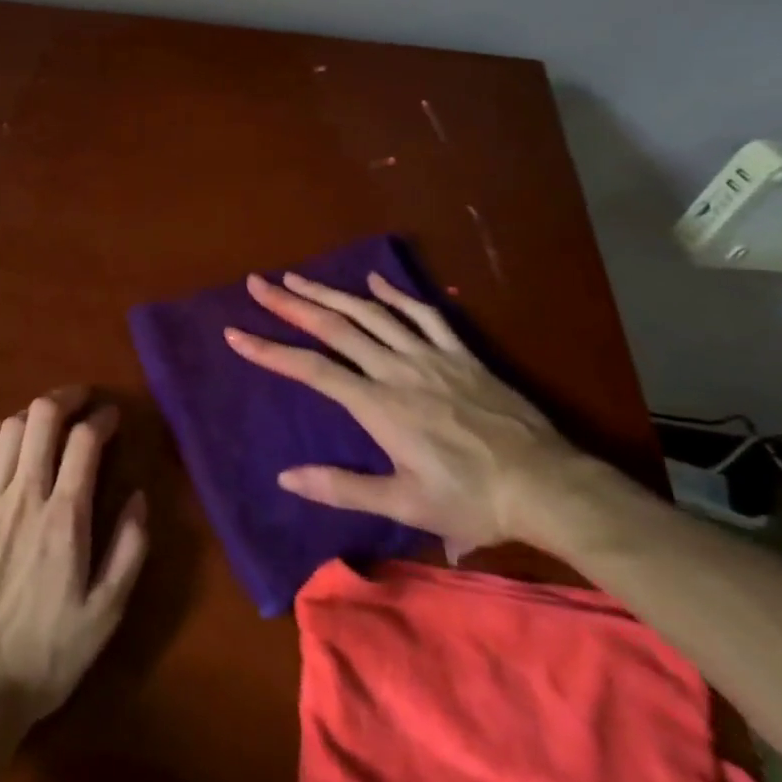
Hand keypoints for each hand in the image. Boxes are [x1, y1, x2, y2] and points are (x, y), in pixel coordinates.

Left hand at [0, 388, 148, 730]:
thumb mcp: (105, 613)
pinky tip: (3, 437)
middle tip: (82, 399)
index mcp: (64, 517)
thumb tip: (139, 496)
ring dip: (33, 415)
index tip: (113, 417)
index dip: (102, 419)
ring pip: (9, 431)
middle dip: (66, 398)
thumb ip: (129, 549)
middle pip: (42, 418)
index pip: (85, 442)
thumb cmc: (46, 655)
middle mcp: (24, 495)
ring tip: (48, 420)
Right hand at [224, 270, 590, 558]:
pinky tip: (374, 282)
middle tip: (258, 283)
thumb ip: (342, 487)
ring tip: (297, 277)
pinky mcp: (460, 353)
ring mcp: (429, 356)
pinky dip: (395, 294)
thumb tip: (285, 477)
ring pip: (370, 313)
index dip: (269, 350)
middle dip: (291, 303)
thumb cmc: (471, 500)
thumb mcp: (405, 504)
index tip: (234, 332)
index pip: (311, 369)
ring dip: (330, 293)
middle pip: (334, 328)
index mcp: (378, 405)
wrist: (547, 486)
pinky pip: (423, 314)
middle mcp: (396, 369)